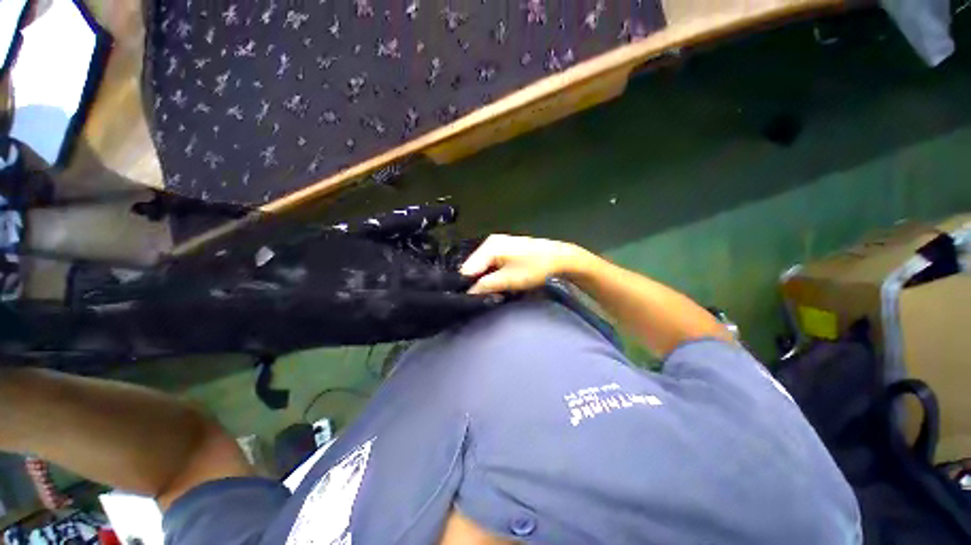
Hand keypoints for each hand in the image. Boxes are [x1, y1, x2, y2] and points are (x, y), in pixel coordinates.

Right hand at [460, 235, 591, 294]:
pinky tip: (499, 285)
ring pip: (484, 267)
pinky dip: (494, 276)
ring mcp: (500, 246)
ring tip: (490, 294)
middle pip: (474, 267)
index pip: (467, 269)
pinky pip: (493, 265)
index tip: (467, 303)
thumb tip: (467, 294)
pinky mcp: (508, 251)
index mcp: (489, 246)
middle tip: (480, 300)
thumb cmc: (536, 268)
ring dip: (485, 281)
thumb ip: (485, 286)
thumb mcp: (509, 280)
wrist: (563, 260)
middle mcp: (491, 243)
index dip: (465, 286)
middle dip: (475, 283)